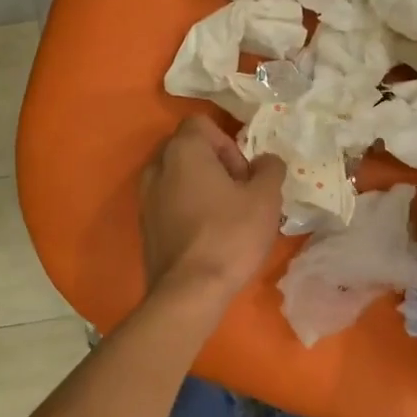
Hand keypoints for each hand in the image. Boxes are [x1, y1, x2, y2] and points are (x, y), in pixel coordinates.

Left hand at [139, 116, 284, 305]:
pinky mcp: (145, 225)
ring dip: (203, 188)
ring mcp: (145, 197)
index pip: (203, 124)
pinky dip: (188, 209)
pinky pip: (170, 203)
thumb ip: (270, 169)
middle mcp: (157, 166)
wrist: (189, 292)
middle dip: (217, 165)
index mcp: (183, 150)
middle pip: (190, 150)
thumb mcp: (265, 199)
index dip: (229, 144)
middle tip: (240, 195)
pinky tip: (208, 236)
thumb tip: (266, 161)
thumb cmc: (230, 236)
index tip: (244, 175)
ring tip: (226, 217)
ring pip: (179, 178)